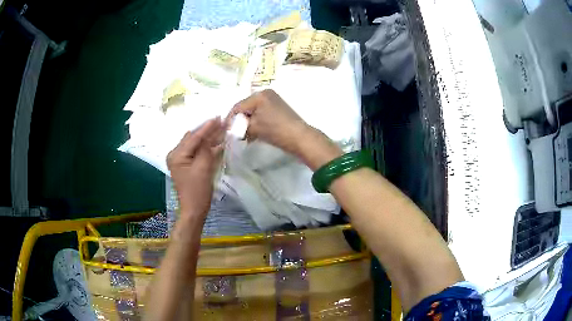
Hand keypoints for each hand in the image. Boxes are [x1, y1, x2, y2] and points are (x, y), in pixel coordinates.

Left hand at [167, 118, 223, 217]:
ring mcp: (180, 160)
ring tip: (221, 128)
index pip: (194, 137)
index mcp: (176, 155)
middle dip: (208, 130)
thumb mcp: (203, 168)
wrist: (194, 210)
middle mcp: (175, 154)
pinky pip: (196, 151)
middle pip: (193, 138)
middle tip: (222, 122)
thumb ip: (207, 149)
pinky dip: (205, 146)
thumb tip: (213, 133)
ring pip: (195, 143)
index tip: (219, 117)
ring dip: (207, 137)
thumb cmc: (197, 191)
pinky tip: (215, 141)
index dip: (207, 127)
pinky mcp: (186, 165)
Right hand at [229, 89, 341, 169]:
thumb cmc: (275, 130)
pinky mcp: (278, 107)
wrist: (300, 137)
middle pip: (245, 107)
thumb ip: (241, 126)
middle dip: (240, 121)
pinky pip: (262, 112)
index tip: (225, 130)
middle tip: (235, 133)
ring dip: (248, 122)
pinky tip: (254, 132)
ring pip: (254, 111)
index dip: (230, 119)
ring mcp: (273, 99)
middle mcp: (265, 93)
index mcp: (259, 95)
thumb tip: (234, 128)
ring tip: (244, 135)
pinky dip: (257, 121)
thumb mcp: (254, 128)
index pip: (238, 106)